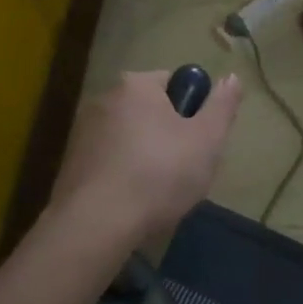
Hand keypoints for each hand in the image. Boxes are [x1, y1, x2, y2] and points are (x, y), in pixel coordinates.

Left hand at [49, 70, 242, 245]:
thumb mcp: (207, 139)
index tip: (199, 142)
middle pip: (152, 110)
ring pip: (131, 138)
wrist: (95, 226)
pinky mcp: (70, 164)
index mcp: (136, 85)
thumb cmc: (159, 174)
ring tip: (159, 191)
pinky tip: (133, 202)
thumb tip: (232, 77)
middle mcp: (104, 99)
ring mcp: (82, 132)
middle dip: (170, 135)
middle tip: (186, 169)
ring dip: (147, 156)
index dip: (194, 110)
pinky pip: (110, 161)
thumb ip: (222, 105)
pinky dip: (124, 175)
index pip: (175, 82)